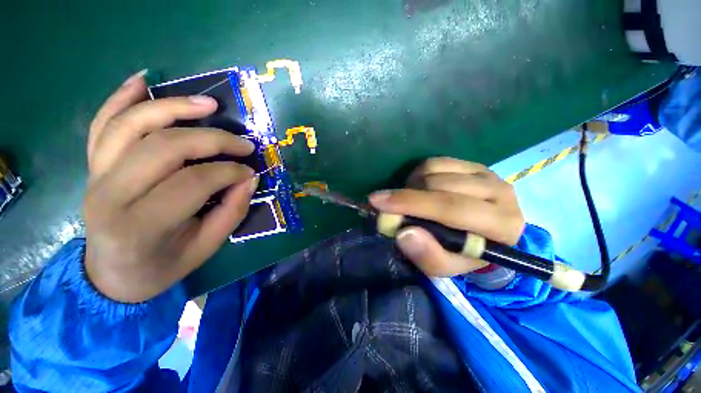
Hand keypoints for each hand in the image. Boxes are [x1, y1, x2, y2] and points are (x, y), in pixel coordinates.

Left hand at [84, 70, 257, 302]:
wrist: (113, 274)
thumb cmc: (162, 266)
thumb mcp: (206, 247)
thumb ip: (232, 211)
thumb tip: (249, 178)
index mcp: (140, 225)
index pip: (192, 181)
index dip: (229, 171)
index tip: (250, 172)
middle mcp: (110, 193)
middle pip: (165, 146)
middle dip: (213, 139)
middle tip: (243, 143)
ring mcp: (96, 174)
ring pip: (132, 124)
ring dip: (173, 107)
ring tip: (208, 104)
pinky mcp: (93, 165)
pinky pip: (103, 123)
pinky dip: (121, 98)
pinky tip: (144, 81)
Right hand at [369, 158, 524, 276]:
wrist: (481, 235)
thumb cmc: (462, 253)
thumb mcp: (444, 266)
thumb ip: (427, 255)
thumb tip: (404, 233)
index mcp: (501, 225)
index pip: (451, 208)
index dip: (411, 204)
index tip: (377, 202)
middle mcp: (501, 193)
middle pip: (440, 186)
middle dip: (405, 195)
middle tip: (383, 202)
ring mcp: (487, 174)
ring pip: (435, 171)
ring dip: (412, 186)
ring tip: (409, 201)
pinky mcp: (473, 164)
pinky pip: (436, 161)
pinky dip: (419, 174)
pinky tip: (419, 189)